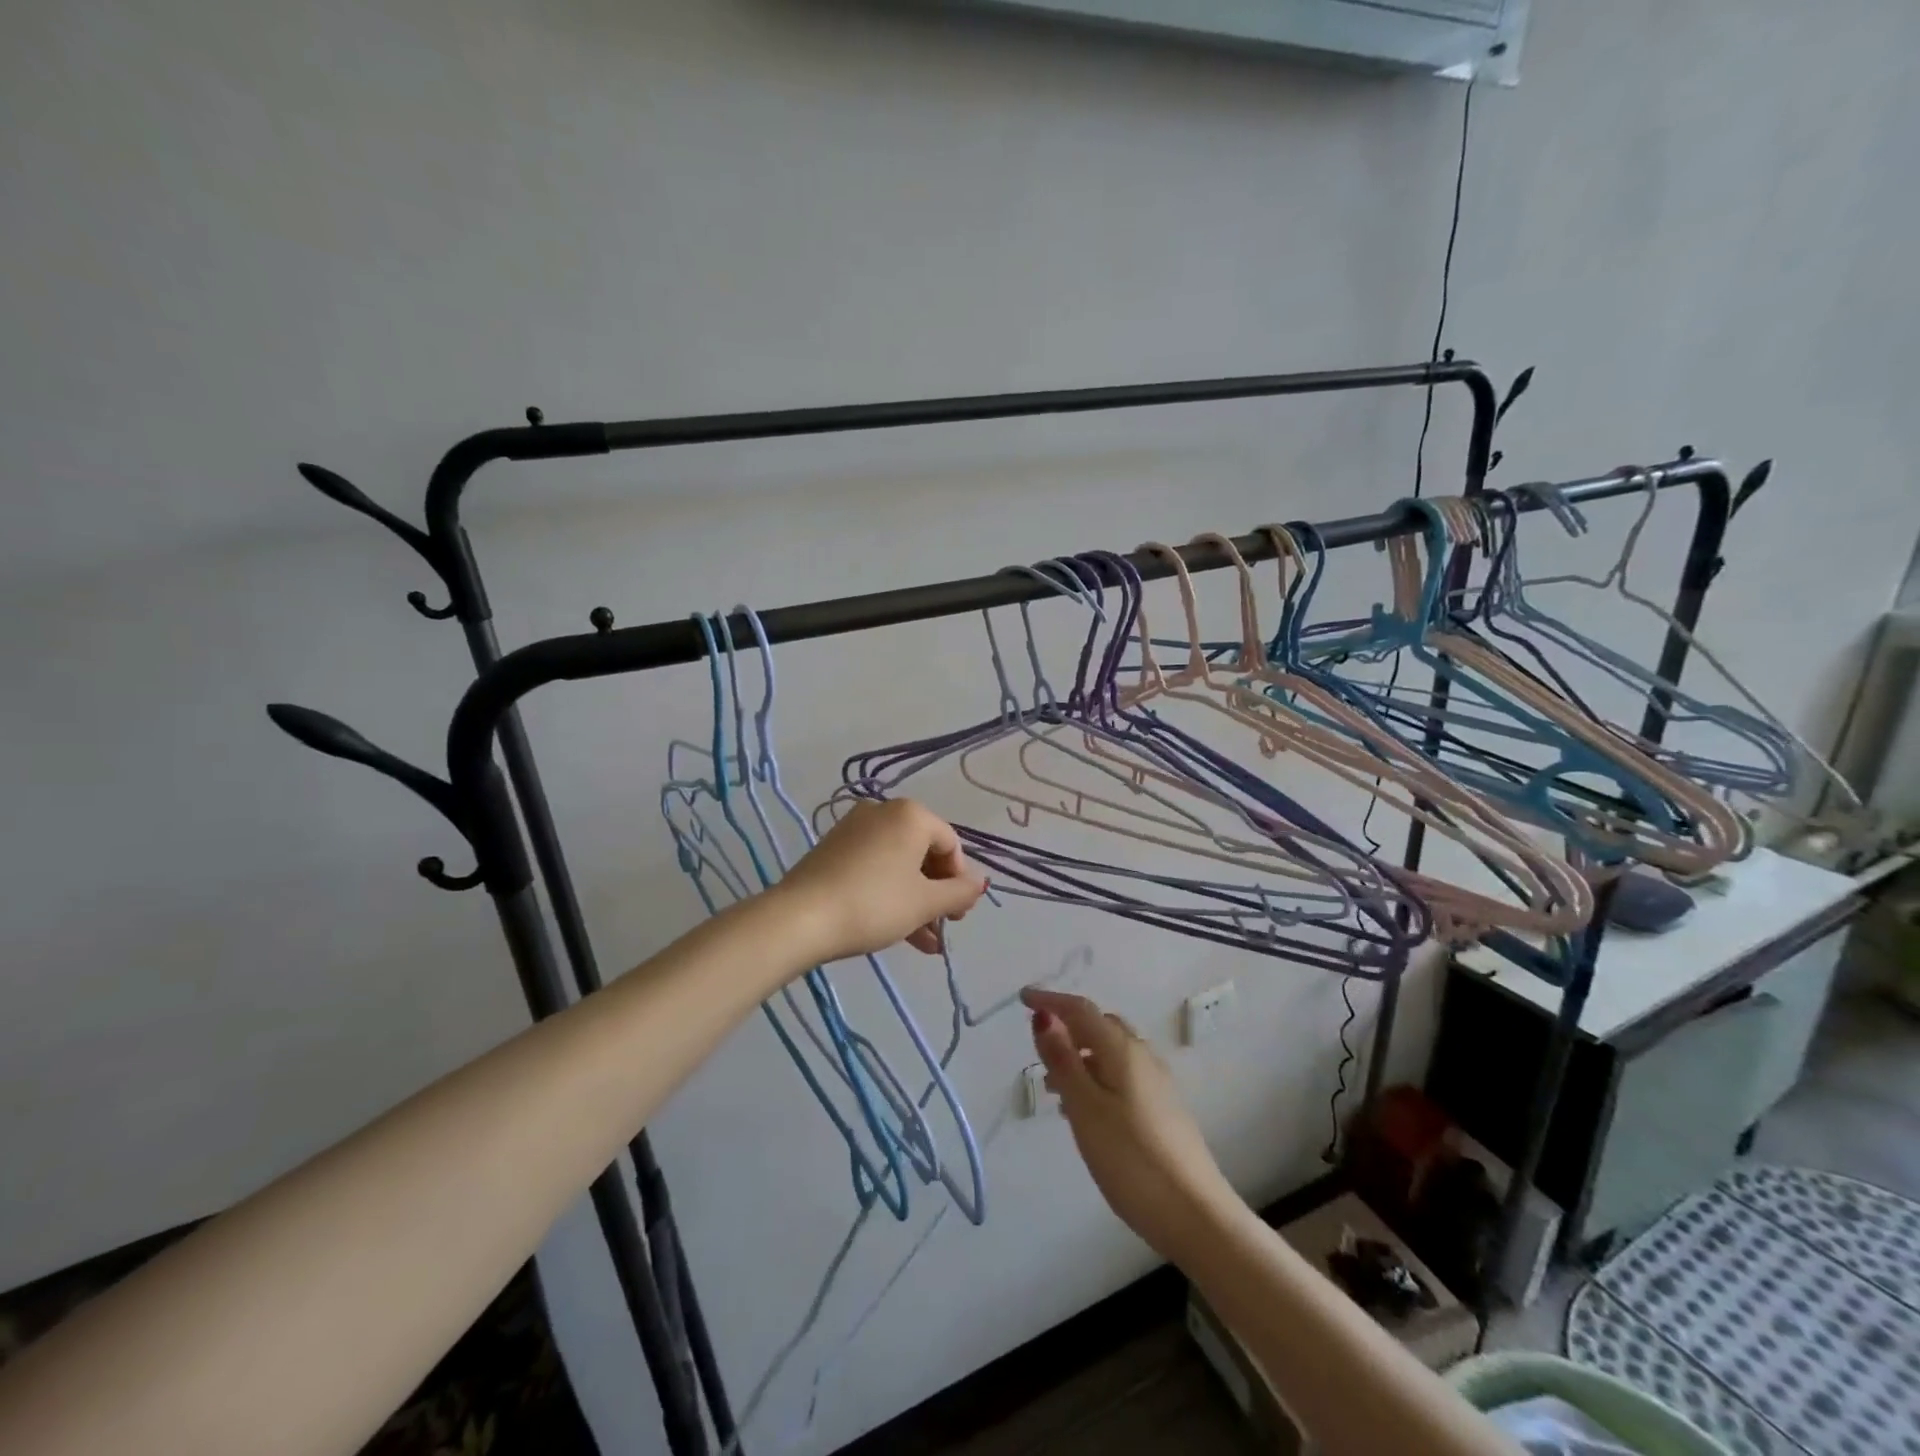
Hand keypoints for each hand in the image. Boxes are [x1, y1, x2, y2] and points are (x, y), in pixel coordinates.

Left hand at [776, 800, 987, 962]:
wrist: (800, 918)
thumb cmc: (874, 904)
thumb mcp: (925, 903)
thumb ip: (959, 892)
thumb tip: (978, 883)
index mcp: (911, 814)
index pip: (950, 845)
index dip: (960, 881)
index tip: (958, 915)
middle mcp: (883, 812)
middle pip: (924, 854)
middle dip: (937, 895)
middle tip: (943, 928)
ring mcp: (854, 830)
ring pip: (898, 866)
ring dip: (916, 902)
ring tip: (926, 943)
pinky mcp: (834, 850)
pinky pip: (875, 868)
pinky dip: (890, 895)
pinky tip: (900, 933)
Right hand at [1023, 988, 1236, 1260]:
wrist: (1196, 1215)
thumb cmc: (1131, 1158)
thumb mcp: (1085, 1108)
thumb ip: (1062, 1059)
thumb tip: (1043, 1014)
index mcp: (1122, 1049)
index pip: (1081, 1010)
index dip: (1050, 1000)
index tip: (1022, 998)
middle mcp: (1142, 1056)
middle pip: (1099, 1026)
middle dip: (1067, 1026)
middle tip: (1038, 1044)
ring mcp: (1157, 1083)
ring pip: (1110, 1053)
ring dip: (1080, 1055)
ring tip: (1053, 1085)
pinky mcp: (1163, 1109)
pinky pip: (1121, 1075)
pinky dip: (1096, 1077)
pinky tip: (1085, 1110)